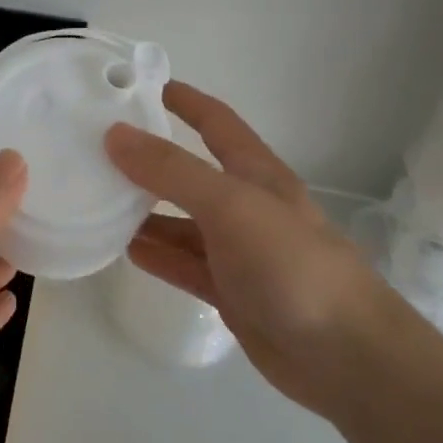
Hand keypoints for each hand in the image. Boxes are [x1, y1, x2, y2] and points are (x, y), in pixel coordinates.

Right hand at [106, 82, 402, 418]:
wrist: (346, 357)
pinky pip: (184, 264)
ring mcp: (238, 251)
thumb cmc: (292, 265)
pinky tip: (124, 250)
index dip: (184, 100)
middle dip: (149, 159)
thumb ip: (172, 170)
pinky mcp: (231, 292)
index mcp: (255, 173)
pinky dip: (156, 254)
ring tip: (97, 200)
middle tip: (96, 150)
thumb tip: (115, 134)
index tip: (140, 85)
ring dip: (144, 211)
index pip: (215, 121)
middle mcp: (245, 205)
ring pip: (181, 222)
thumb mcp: (230, 205)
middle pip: (190, 172)